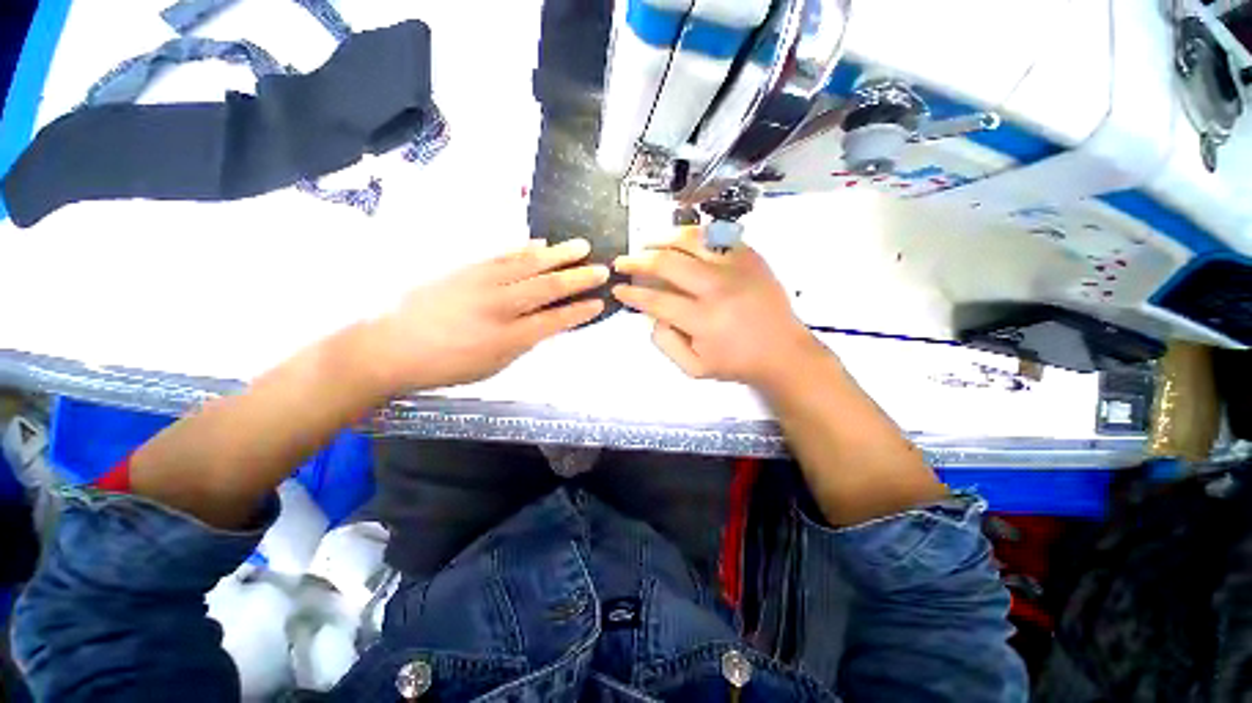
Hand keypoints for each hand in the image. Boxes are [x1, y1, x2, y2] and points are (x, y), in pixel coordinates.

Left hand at [372, 239, 607, 391]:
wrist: (391, 346)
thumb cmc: (446, 365)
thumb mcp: (493, 365)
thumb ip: (522, 342)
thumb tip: (544, 323)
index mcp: (509, 338)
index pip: (556, 320)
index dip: (581, 311)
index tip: (600, 302)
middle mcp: (501, 306)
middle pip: (548, 287)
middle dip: (579, 278)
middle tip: (603, 269)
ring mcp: (483, 282)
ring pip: (529, 264)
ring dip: (559, 255)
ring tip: (581, 246)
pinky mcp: (467, 269)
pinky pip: (503, 254)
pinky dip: (526, 249)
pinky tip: (541, 244)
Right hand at [612, 227, 822, 390]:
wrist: (784, 352)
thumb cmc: (736, 363)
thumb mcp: (694, 368)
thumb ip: (666, 343)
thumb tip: (652, 315)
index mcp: (703, 319)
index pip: (656, 299)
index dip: (631, 293)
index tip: (618, 289)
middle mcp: (717, 287)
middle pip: (667, 262)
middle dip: (637, 260)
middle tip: (623, 262)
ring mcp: (736, 267)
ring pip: (691, 239)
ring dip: (662, 239)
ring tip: (647, 243)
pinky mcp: (751, 257)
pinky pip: (717, 235)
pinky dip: (695, 235)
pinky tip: (683, 241)